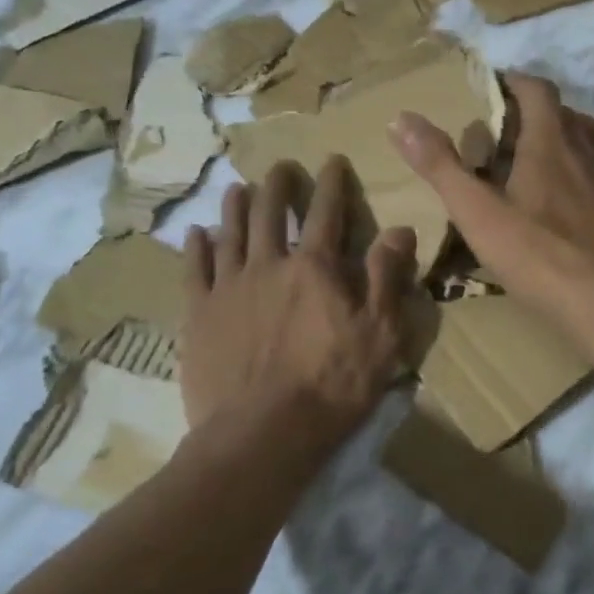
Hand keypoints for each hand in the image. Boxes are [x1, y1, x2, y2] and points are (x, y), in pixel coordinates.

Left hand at [179, 157, 417, 449]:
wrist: (261, 434)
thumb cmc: (331, 386)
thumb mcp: (380, 336)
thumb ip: (388, 278)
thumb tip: (400, 228)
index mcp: (314, 268)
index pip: (325, 212)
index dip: (330, 183)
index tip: (331, 160)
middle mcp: (268, 265)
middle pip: (269, 212)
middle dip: (278, 185)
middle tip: (281, 167)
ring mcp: (228, 288)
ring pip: (229, 232)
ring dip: (235, 206)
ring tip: (238, 188)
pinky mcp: (198, 314)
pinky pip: (193, 269)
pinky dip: (196, 247)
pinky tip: (196, 234)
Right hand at [388, 74, 593, 320]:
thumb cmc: (541, 257)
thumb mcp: (477, 214)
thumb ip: (439, 165)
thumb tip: (400, 118)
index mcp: (550, 143)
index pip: (537, 91)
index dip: (517, 82)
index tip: (499, 86)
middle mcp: (592, 149)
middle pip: (569, 114)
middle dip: (543, 114)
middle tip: (519, 132)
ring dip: (582, 135)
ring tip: (563, 151)